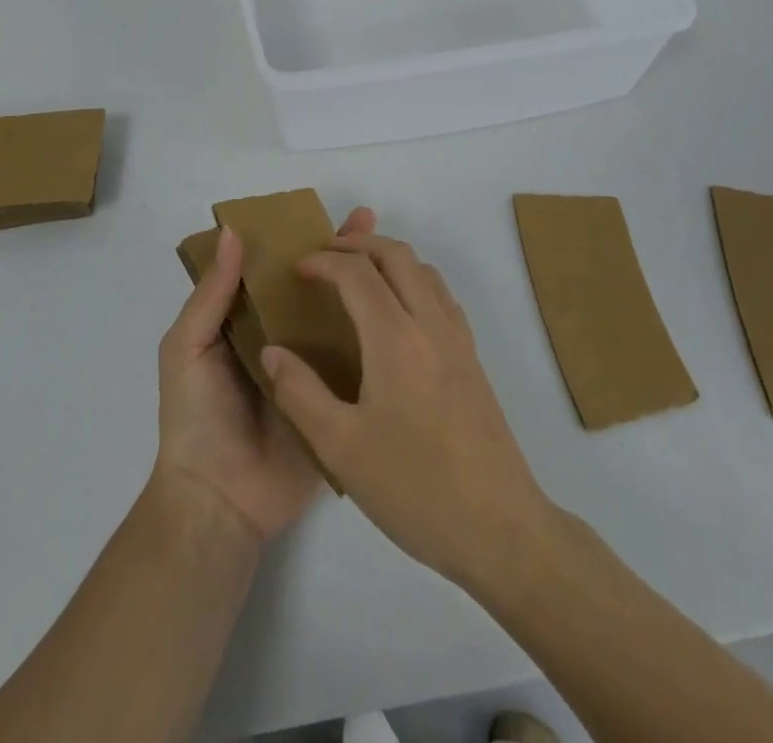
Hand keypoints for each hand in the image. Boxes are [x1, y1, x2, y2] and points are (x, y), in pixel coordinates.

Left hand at [152, 208, 376, 542]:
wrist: (220, 501)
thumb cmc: (195, 416)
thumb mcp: (187, 348)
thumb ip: (210, 295)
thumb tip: (232, 232)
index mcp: (244, 321)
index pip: (272, 268)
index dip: (295, 238)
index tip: (322, 212)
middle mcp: (280, 337)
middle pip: (312, 286)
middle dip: (337, 254)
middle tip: (369, 221)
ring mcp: (311, 368)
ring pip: (338, 317)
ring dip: (362, 287)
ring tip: (394, 258)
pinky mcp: (334, 399)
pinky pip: (356, 363)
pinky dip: (377, 338)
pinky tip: (405, 313)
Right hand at [259, 230, 551, 590]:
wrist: (500, 528)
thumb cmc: (415, 488)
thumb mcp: (341, 448)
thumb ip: (300, 393)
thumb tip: (272, 351)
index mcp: (395, 338)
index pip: (356, 272)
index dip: (323, 261)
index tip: (297, 270)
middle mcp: (430, 324)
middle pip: (396, 254)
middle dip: (357, 244)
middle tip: (325, 258)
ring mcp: (458, 339)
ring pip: (424, 269)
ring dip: (388, 258)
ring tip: (357, 278)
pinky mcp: (473, 359)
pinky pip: (441, 295)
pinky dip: (413, 280)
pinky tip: (397, 315)